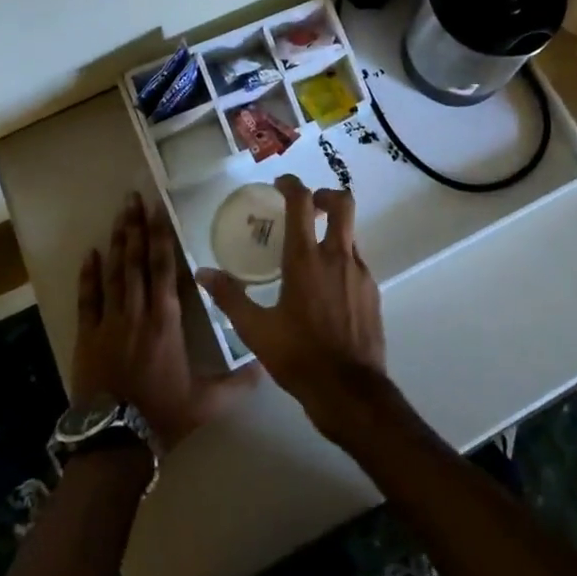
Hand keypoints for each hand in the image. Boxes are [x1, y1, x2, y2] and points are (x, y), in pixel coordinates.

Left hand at [72, 192, 256, 450]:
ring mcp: (109, 322)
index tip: (158, 209)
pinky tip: (90, 252)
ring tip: (119, 214)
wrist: (114, 443)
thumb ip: (238, 383)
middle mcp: (138, 312)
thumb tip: (267, 367)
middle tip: (133, 197)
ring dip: (117, 241)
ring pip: (114, 272)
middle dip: (137, 227)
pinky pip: (87, 299)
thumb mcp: (207, 402)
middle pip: (137, 261)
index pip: (164, 268)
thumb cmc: (162, 416)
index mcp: (166, 320)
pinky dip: (88, 275)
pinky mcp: (87, 337)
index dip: (161, 236)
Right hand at [198, 174, 388, 444]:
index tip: (281, 183)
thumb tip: (204, 272)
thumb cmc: (299, 357)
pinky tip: (327, 286)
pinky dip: (341, 259)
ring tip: (312, 251)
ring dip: (333, 230)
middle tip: (308, 207)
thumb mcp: (256, 330)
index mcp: (306, 259)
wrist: (350, 392)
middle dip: (325, 196)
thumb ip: (230, 297)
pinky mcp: (373, 290)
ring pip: (350, 232)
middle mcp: (337, 256)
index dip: (292, 184)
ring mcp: (360, 272)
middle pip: (342, 202)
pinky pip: (356, 261)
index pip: (302, 202)